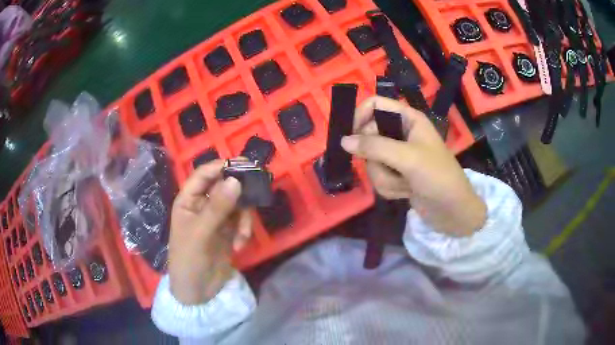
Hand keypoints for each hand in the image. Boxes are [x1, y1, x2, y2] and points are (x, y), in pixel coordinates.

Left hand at [168, 160, 251, 304]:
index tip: (245, 165)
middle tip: (257, 191)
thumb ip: (218, 207)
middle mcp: (203, 205)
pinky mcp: (229, 231)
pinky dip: (244, 230)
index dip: (222, 166)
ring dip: (244, 218)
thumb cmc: (189, 259)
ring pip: (237, 204)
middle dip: (240, 192)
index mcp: (189, 200)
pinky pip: (242, 221)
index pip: (204, 174)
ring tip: (242, 236)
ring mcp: (217, 218)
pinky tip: (239, 245)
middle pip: (225, 186)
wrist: (197, 291)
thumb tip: (236, 180)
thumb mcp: (200, 233)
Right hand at [341, 96, 485, 236]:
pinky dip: (389, 187)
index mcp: (408, 119)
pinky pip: (379, 176)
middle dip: (377, 159)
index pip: (375, 105)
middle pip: (369, 137)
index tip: (352, 138)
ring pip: (372, 161)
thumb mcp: (407, 158)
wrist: (453, 211)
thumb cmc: (437, 177)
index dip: (360, 117)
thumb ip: (374, 147)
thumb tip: (343, 141)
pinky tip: (405, 192)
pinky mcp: (397, 174)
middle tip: (392, 168)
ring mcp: (398, 155)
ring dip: (385, 177)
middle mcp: (401, 133)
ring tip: (405, 184)